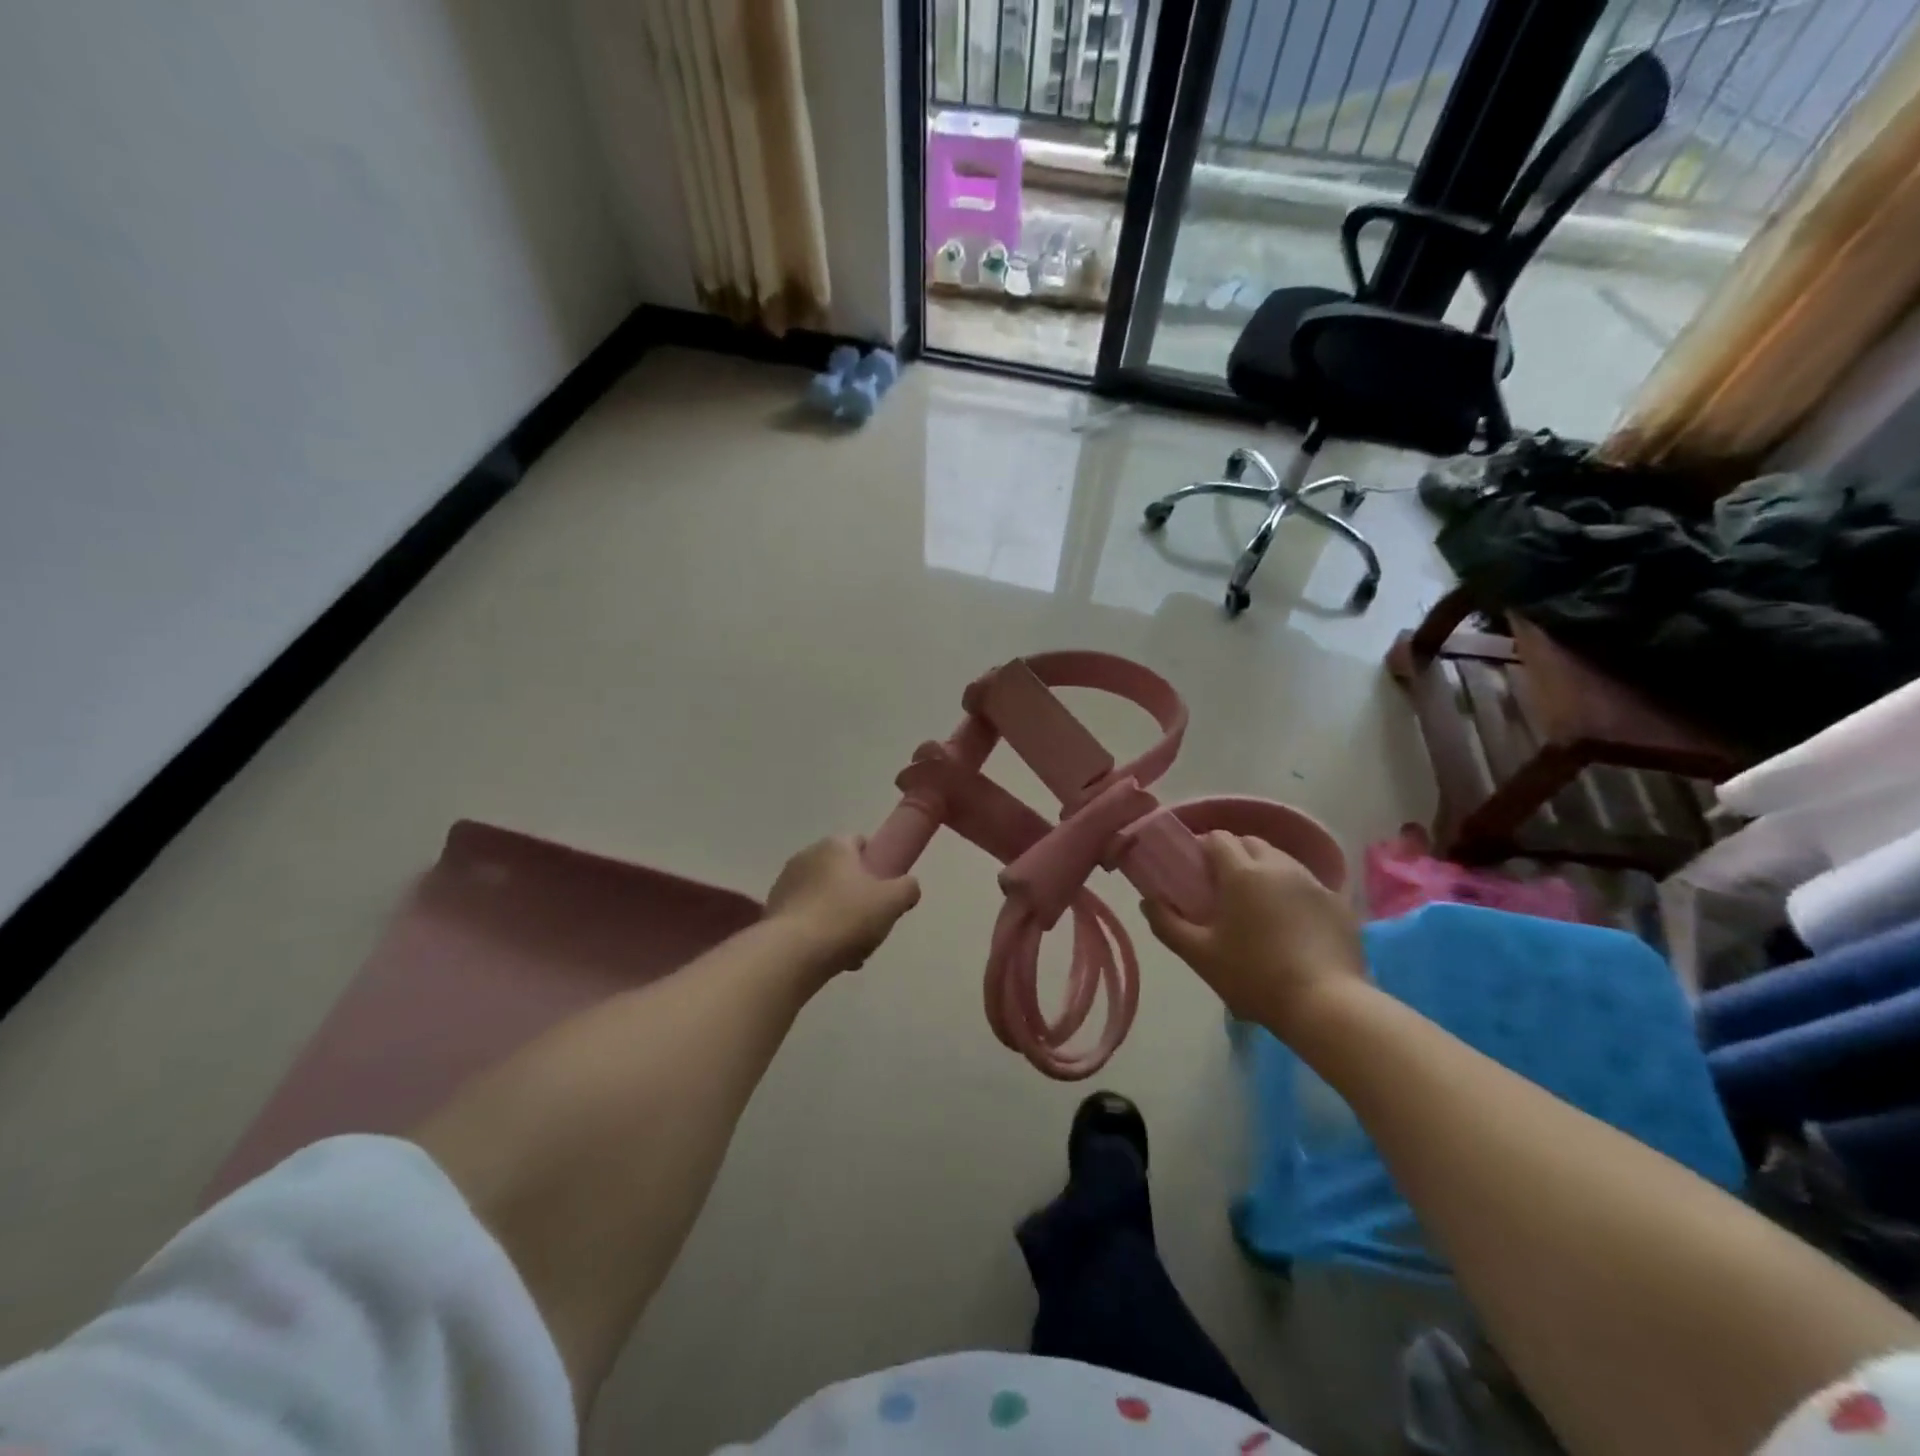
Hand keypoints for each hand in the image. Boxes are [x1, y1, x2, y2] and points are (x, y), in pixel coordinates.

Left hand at [766, 836, 920, 977]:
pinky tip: (828, 956)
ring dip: (837, 917)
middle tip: (871, 923)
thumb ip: (908, 888)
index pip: (859, 842)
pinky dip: (817, 932)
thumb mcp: (893, 901)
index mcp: (834, 845)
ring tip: (851, 949)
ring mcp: (784, 884)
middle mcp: (805, 856)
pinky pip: (804, 917)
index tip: (884, 889)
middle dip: (856, 895)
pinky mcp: (772, 911)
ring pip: (823, 897)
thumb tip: (907, 886)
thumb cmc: (846, 917)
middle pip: (841, 872)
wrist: (791, 954)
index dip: (875, 863)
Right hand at [1142, 831, 1364, 1034]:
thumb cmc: (1254, 977)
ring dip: (1264, 871)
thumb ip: (1167, 924)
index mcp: (1242, 872)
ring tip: (1257, 905)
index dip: (1202, 848)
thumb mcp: (1199, 956)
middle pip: (1251, 843)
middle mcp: (1279, 866)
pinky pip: (1307, 885)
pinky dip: (1293, 893)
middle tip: (1222, 888)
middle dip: (1234, 855)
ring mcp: (1313, 883)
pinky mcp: (1339, 904)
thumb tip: (1148, 901)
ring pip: (1281, 861)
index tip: (1194, 871)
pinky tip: (1291, 924)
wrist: (1327, 1006)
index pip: (1218, 838)